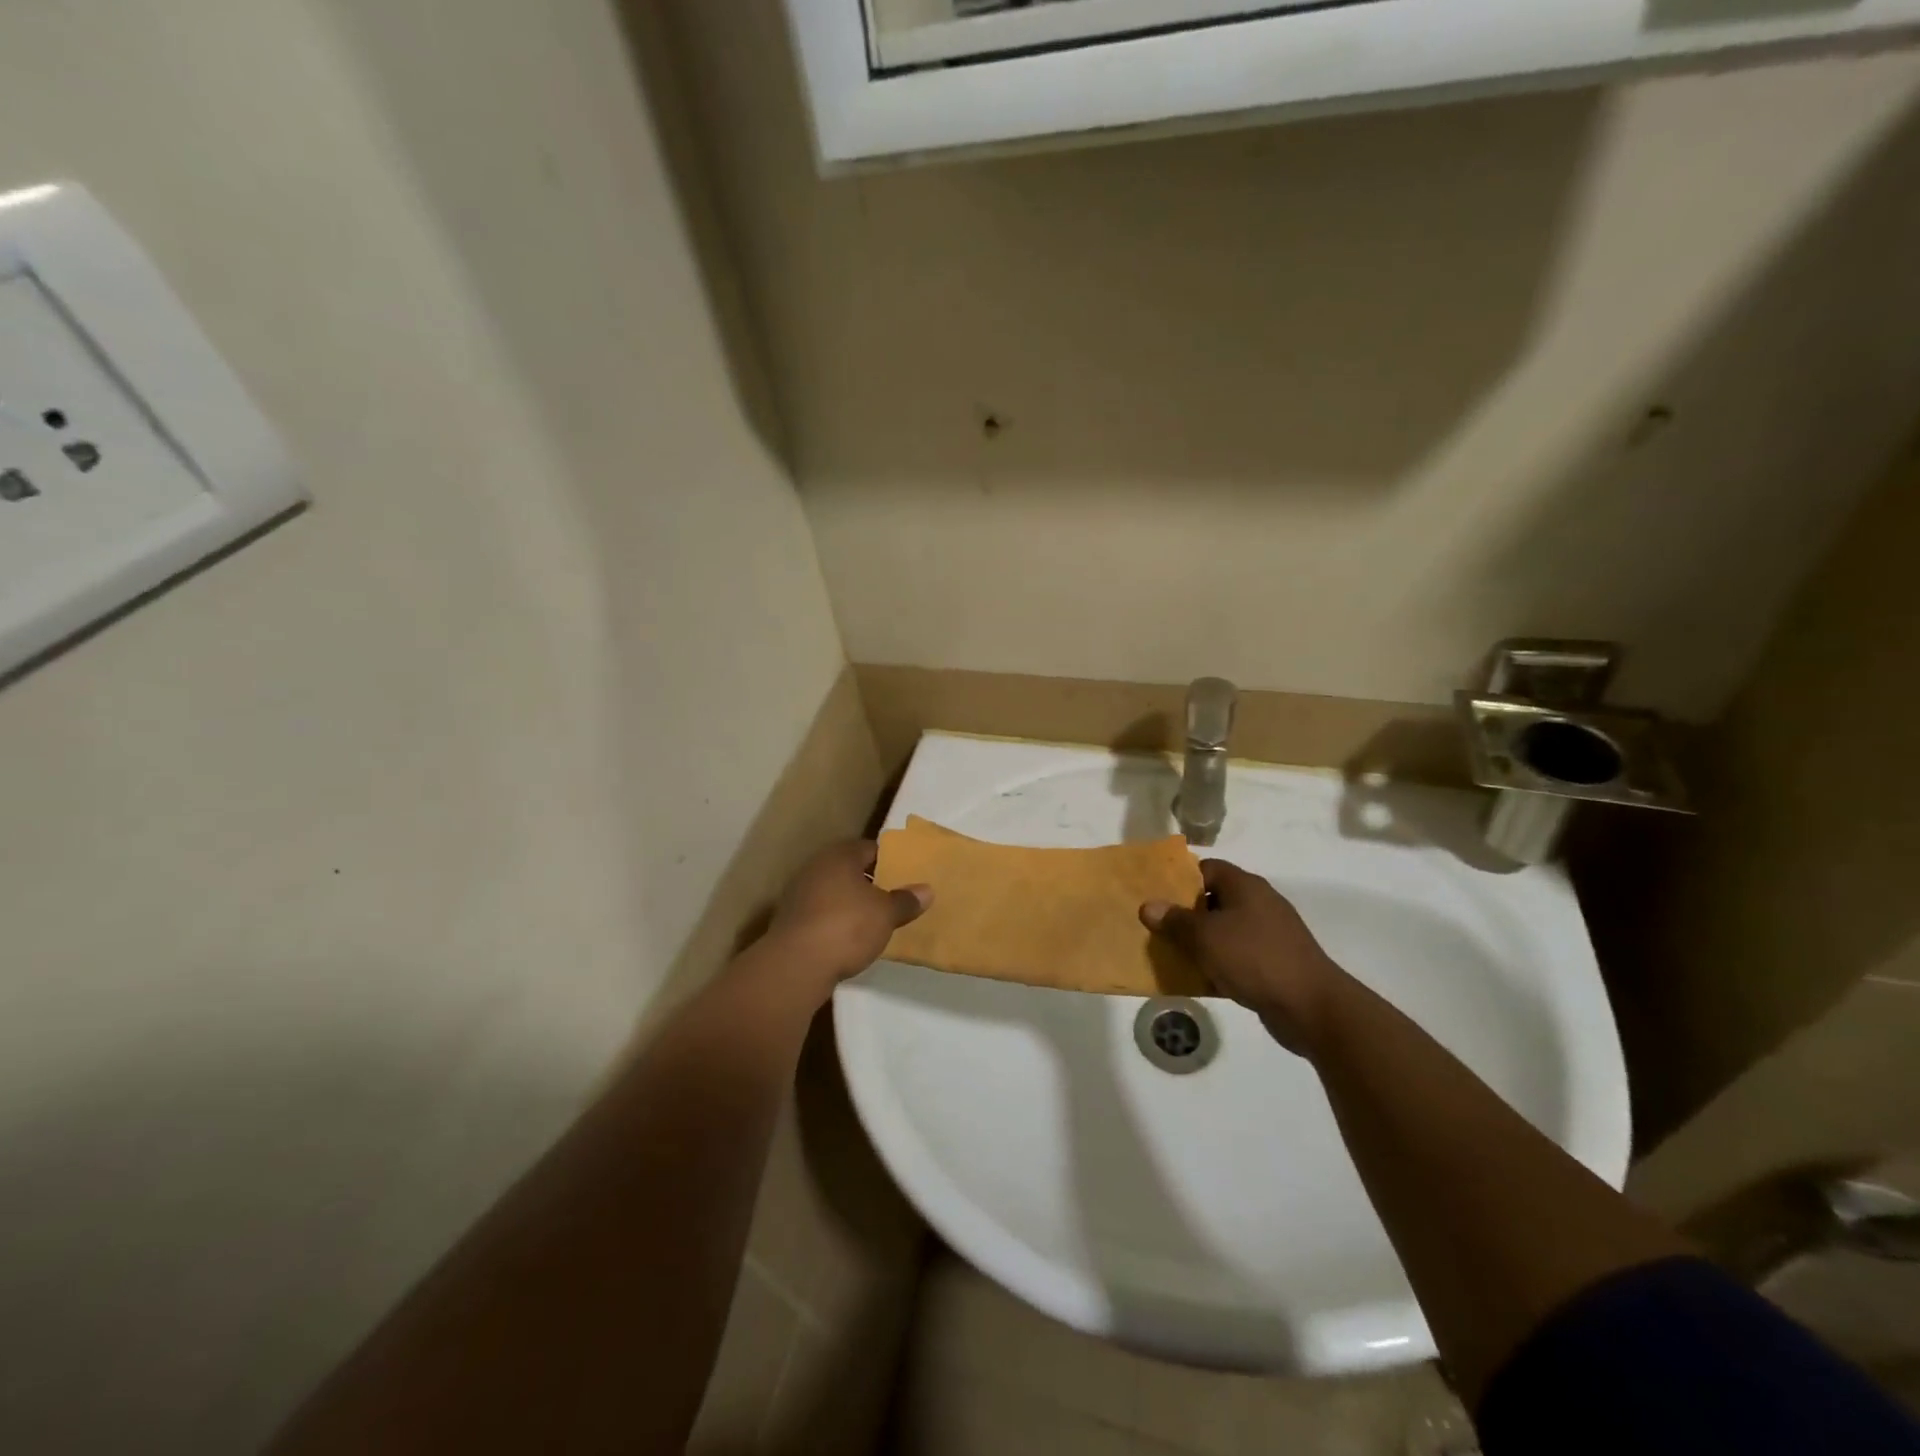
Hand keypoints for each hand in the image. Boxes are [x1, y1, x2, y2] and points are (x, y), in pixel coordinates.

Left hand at [767, 839, 931, 986]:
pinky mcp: (791, 920)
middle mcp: (816, 867)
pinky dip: (835, 920)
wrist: (796, 965)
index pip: (870, 848)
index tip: (906, 874)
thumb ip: (906, 900)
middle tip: (893, 896)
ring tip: (875, 919)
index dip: (889, 859)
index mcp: (839, 856)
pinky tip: (849, 937)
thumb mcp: (886, 914)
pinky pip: (821, 913)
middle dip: (870, 882)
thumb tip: (926, 890)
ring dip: (851, 902)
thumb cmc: (846, 927)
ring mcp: (799, 894)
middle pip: (849, 869)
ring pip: (834, 891)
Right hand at [1140, 859, 1346, 1054]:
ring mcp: (1270, 934)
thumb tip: (1148, 906)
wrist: (1310, 1007)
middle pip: (1214, 899)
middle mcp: (1259, 903)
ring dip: (1201, 942)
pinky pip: (1238, 955)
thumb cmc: (1254, 958)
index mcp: (1245, 886)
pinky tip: (1199, 979)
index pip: (1206, 868)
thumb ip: (1175, 920)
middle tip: (1158, 927)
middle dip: (1185, 913)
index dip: (1180, 879)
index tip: (1156, 896)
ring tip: (1172, 954)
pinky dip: (1219, 963)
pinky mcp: (1275, 962)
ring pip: (1225, 930)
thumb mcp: (1205, 937)